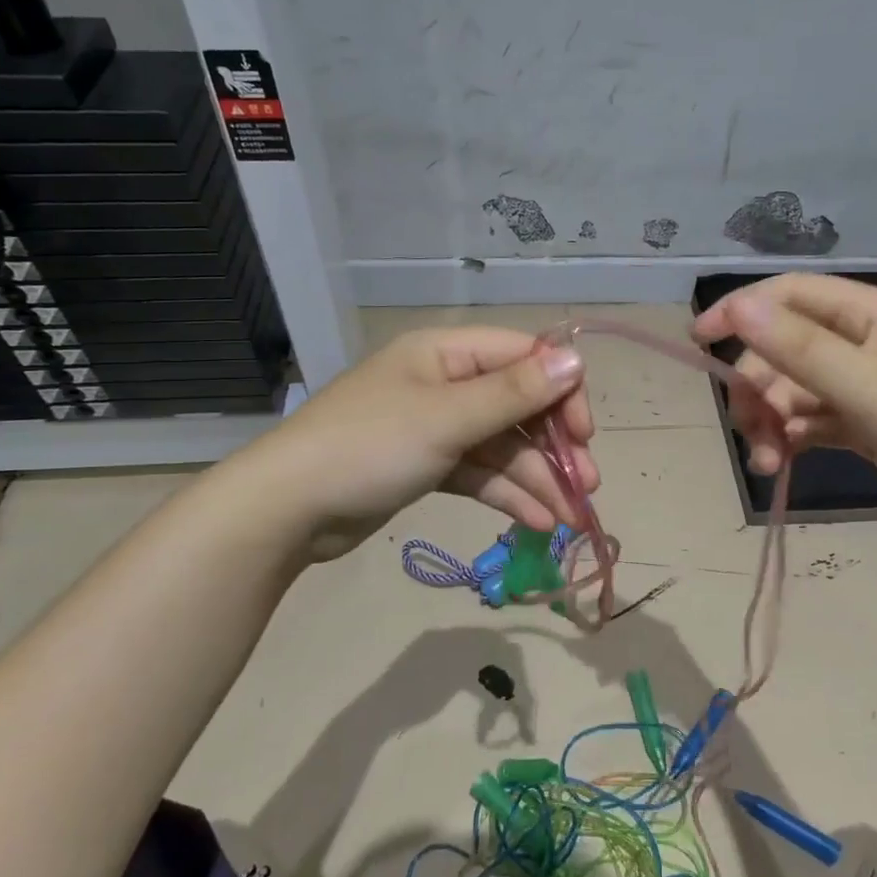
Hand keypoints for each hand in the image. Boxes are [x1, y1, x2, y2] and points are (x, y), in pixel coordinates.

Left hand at [266, 327, 597, 561]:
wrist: (288, 509)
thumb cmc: (370, 447)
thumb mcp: (447, 418)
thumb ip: (514, 393)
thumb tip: (576, 360)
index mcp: (447, 353)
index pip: (523, 358)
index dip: (560, 392)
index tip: (584, 434)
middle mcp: (445, 383)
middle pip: (518, 406)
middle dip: (553, 447)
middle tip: (587, 484)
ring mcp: (437, 427)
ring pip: (502, 447)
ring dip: (537, 479)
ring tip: (569, 518)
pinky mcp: (429, 466)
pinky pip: (480, 473)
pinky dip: (508, 495)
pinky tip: (538, 523)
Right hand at [692, 274, 876, 537]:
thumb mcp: (865, 384)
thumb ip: (798, 347)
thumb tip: (737, 306)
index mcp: (869, 314)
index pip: (790, 295)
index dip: (741, 311)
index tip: (699, 341)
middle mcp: (864, 342)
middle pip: (785, 350)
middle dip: (758, 388)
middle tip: (746, 428)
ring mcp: (867, 386)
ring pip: (796, 391)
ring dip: (771, 422)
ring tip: (766, 462)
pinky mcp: (868, 426)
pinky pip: (814, 421)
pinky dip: (793, 439)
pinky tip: (781, 463)